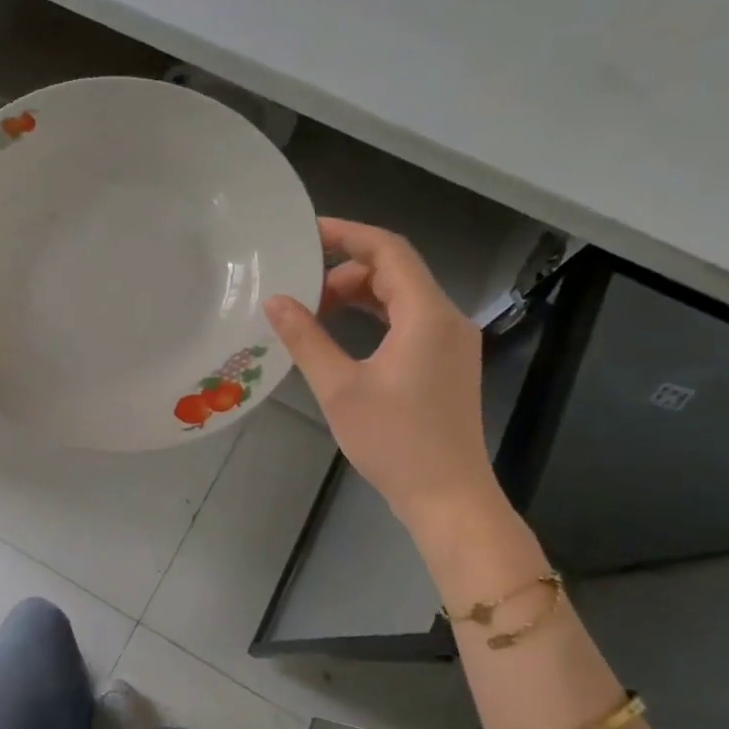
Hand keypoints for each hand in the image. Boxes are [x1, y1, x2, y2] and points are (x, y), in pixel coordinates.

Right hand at [264, 219, 498, 529]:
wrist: (447, 496)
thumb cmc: (393, 441)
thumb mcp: (339, 388)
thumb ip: (306, 339)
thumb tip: (276, 301)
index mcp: (426, 315)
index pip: (389, 250)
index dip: (347, 234)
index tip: (307, 232)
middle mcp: (447, 319)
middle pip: (397, 271)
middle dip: (347, 270)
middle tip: (302, 290)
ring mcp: (452, 342)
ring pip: (403, 296)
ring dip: (360, 294)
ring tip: (315, 310)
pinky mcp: (447, 363)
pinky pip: (410, 320)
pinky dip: (375, 316)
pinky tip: (344, 334)